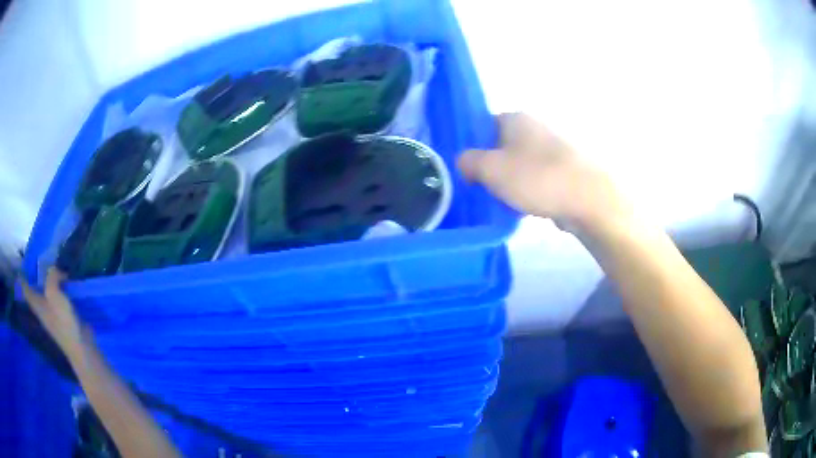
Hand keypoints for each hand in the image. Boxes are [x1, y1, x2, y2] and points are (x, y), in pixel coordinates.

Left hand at [21, 267, 84, 357]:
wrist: (81, 347)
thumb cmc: (63, 321)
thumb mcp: (54, 293)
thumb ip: (51, 276)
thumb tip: (54, 267)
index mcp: (36, 303)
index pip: (25, 289)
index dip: (21, 278)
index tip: (19, 266)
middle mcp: (42, 308)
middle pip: (34, 290)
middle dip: (34, 276)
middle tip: (35, 260)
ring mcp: (52, 313)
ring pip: (46, 293)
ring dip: (47, 281)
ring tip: (50, 266)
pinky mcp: (63, 316)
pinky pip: (57, 297)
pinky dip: (58, 288)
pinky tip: (64, 282)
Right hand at [457, 113, 630, 231]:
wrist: (588, 199)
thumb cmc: (536, 177)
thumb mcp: (491, 169)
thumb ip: (468, 162)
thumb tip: (465, 162)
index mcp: (515, 119)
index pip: (482, 125)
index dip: (470, 145)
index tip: (465, 169)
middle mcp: (535, 128)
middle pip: (501, 146)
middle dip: (489, 167)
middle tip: (478, 188)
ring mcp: (552, 149)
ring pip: (519, 164)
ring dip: (508, 181)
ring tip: (499, 201)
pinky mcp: (564, 171)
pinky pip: (536, 178)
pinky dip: (527, 190)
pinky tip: (522, 208)